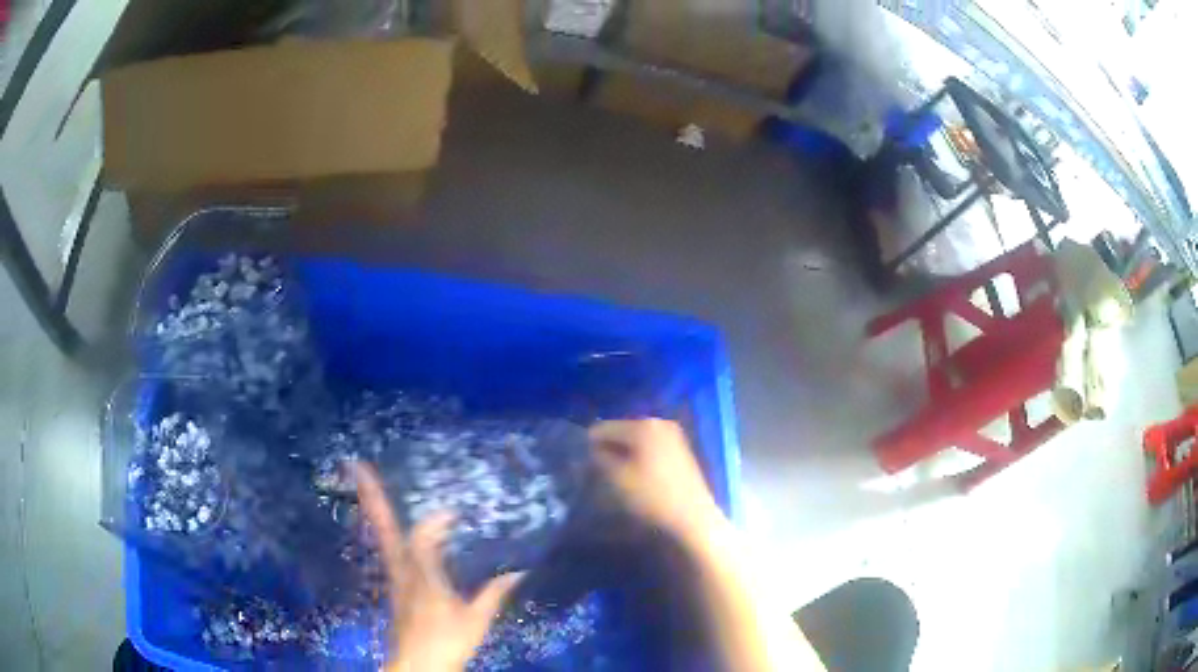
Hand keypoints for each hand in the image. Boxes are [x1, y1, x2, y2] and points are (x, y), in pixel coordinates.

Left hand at [353, 463, 523, 671]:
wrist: (417, 666)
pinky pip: (389, 551)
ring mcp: (395, 579)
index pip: (423, 538)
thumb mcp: (476, 620)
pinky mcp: (395, 589)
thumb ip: (493, 594)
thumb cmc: (446, 643)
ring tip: (367, 485)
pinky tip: (392, 529)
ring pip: (382, 538)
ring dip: (375, 510)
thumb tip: (518, 571)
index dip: (436, 521)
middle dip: (373, 498)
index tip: (453, 512)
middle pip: (384, 529)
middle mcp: (403, 571)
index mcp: (423, 577)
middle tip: (356, 464)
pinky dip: (386, 531)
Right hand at [589, 419, 723, 545]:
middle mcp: (660, 424)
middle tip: (596, 475)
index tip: (580, 468)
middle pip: (621, 433)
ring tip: (614, 481)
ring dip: (622, 458)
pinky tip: (636, 482)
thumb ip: (598, 459)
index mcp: (643, 425)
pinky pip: (649, 451)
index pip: (602, 428)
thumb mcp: (616, 479)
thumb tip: (588, 451)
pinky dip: (639, 462)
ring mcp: (674, 438)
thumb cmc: (651, 498)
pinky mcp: (681, 454)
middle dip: (607, 451)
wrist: (693, 521)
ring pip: (635, 444)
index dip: (588, 447)